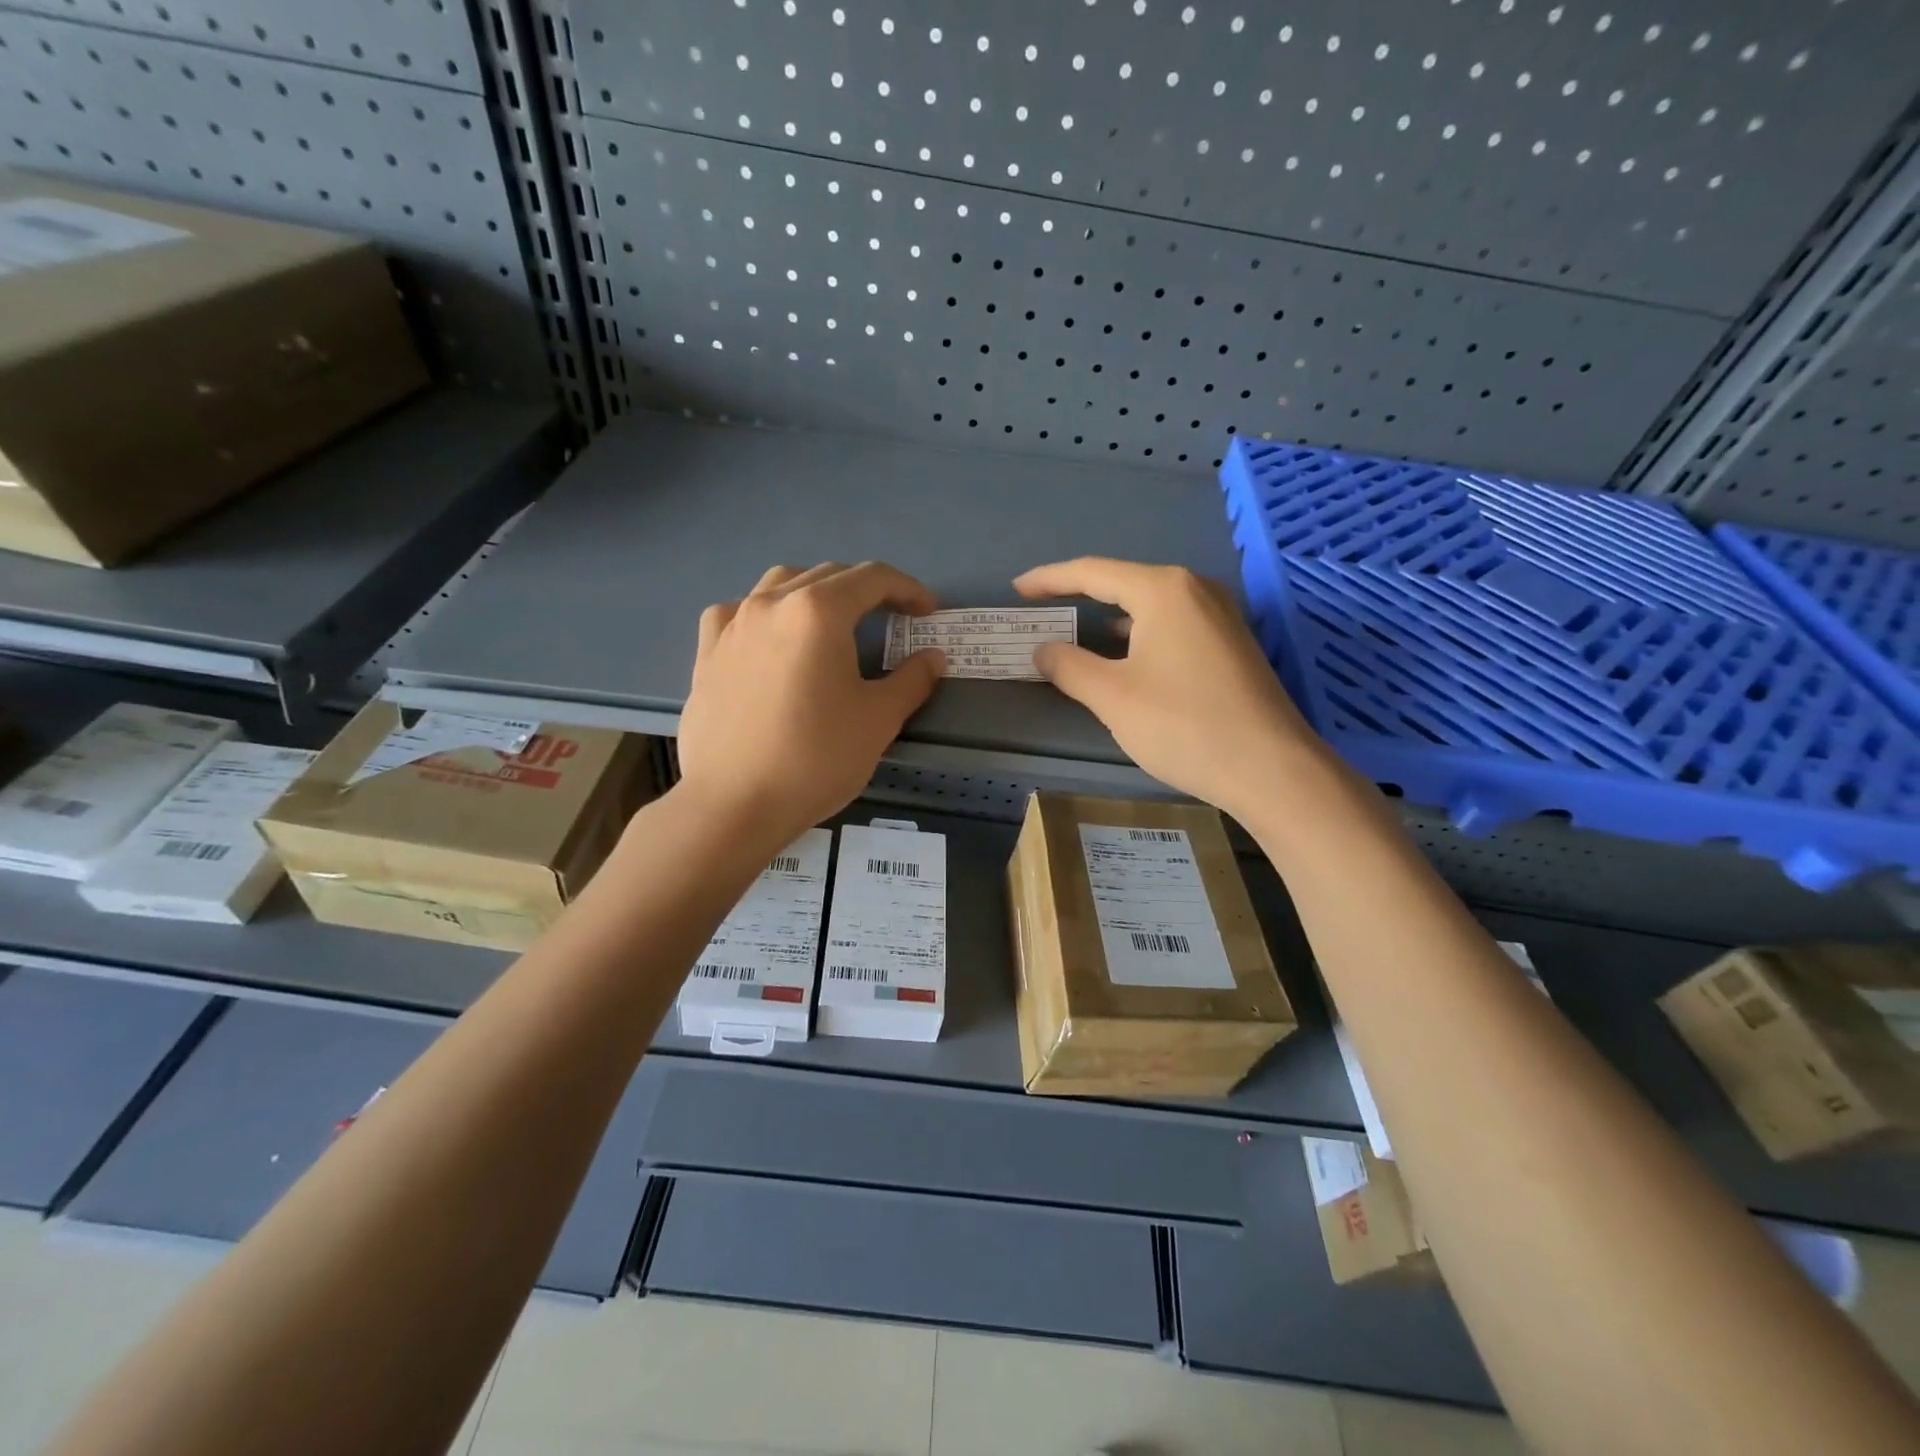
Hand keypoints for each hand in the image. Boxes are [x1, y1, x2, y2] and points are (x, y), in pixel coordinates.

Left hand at [677, 562, 944, 842]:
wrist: (734, 804)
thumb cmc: (815, 759)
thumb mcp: (878, 720)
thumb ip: (912, 680)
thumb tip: (933, 658)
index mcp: (819, 611)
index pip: (872, 578)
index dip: (908, 589)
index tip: (928, 612)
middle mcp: (772, 603)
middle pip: (828, 575)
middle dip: (868, 591)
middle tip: (893, 619)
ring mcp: (733, 624)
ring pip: (781, 584)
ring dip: (817, 592)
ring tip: (834, 621)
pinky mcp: (707, 651)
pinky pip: (740, 611)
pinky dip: (767, 613)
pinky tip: (771, 638)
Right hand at [1014, 557, 1323, 817]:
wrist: (1271, 769)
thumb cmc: (1183, 725)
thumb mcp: (1113, 697)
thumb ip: (1069, 667)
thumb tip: (1043, 649)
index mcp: (1164, 590)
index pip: (1093, 572)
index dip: (1049, 579)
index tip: (1017, 589)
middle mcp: (1196, 590)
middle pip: (1124, 583)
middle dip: (1080, 595)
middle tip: (1043, 609)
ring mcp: (1221, 616)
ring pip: (1151, 605)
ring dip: (1111, 617)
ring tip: (1077, 631)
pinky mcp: (1232, 643)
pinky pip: (1173, 624)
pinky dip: (1140, 633)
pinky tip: (1127, 656)